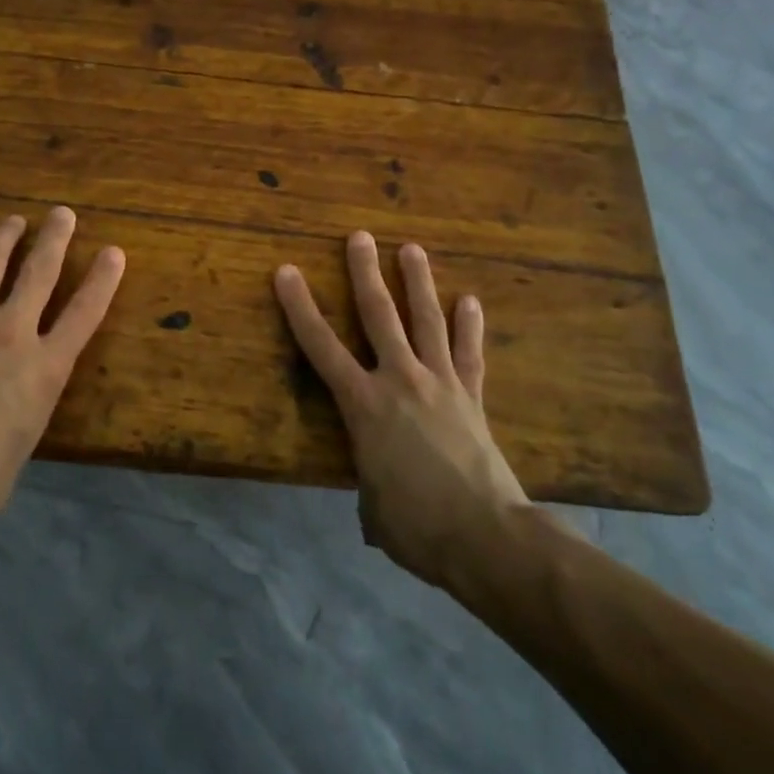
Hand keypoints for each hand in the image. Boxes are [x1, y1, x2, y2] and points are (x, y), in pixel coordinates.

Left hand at [0, 207, 124, 558]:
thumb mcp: (20, 447)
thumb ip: (22, 414)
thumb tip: (8, 412)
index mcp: (45, 368)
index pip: (86, 312)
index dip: (104, 279)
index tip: (114, 251)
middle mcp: (12, 333)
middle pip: (41, 271)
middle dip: (55, 237)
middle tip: (62, 213)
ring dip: (3, 237)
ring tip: (12, 221)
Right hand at [274, 232, 530, 589]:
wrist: (487, 537)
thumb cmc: (416, 525)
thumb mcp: (373, 507)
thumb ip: (370, 483)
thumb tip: (378, 490)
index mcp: (363, 404)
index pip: (321, 346)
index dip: (299, 307)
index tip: (286, 271)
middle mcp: (399, 380)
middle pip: (379, 315)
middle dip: (365, 272)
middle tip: (359, 236)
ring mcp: (440, 383)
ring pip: (426, 320)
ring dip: (418, 282)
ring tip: (412, 248)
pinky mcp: (472, 397)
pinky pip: (468, 353)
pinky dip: (469, 326)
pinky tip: (470, 300)